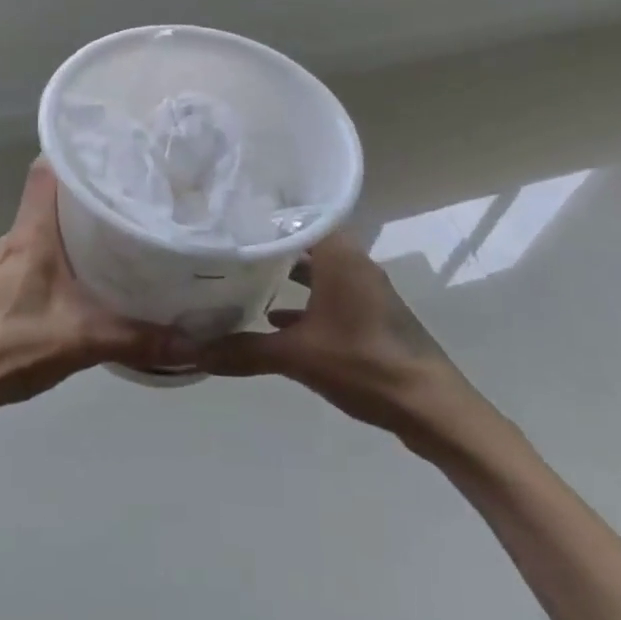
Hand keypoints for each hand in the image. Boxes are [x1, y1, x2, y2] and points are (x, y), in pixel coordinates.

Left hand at [0, 160, 193, 418]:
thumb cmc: (10, 345)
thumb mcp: (82, 340)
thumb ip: (139, 339)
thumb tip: (196, 341)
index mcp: (32, 233)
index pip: (47, 169)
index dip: (76, 150)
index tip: (115, 147)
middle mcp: (19, 236)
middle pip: (54, 193)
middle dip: (93, 186)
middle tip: (137, 188)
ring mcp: (9, 259)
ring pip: (49, 223)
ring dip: (81, 220)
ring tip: (125, 224)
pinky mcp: (7, 281)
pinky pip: (44, 248)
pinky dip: (69, 248)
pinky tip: (95, 269)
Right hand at [193, 232, 498, 456]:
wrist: (430, 408)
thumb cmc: (365, 364)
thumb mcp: (297, 356)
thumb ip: (243, 351)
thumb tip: (190, 350)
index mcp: (341, 257)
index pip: (299, 216)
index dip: (265, 213)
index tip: (230, 212)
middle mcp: (354, 264)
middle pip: (306, 242)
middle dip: (269, 244)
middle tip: (227, 242)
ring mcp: (364, 291)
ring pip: (318, 271)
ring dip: (286, 274)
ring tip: (243, 276)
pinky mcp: (369, 316)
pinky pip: (328, 296)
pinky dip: (303, 302)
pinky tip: (273, 320)